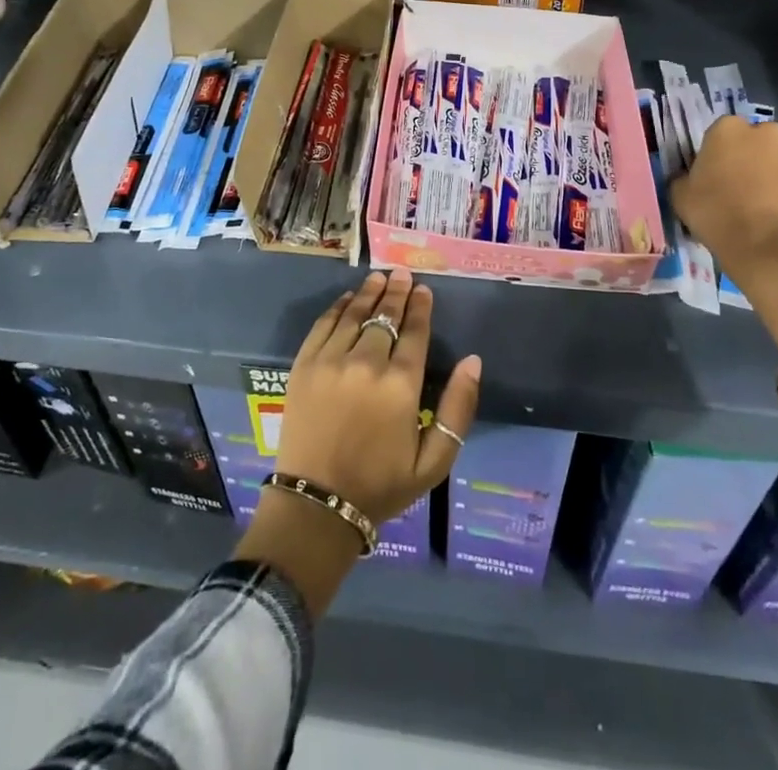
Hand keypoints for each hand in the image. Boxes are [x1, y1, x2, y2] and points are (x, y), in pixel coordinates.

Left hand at [276, 267, 481, 524]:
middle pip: (385, 316)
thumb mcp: (433, 461)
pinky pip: (324, 324)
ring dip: (369, 292)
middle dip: (396, 292)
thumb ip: (458, 409)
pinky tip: (347, 299)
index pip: (415, 333)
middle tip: (402, 274)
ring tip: (379, 277)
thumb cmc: (381, 485)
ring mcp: (331, 360)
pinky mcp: (304, 365)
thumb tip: (473, 361)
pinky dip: (338, 307)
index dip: (421, 308)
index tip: (424, 290)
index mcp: (400, 386)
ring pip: (355, 314)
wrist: (317, 504)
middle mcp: (366, 363)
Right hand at [670, 116, 777, 277]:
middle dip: (752, 158)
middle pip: (757, 141)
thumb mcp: (680, 195)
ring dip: (776, 173)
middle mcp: (767, 132)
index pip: (721, 132)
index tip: (715, 175)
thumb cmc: (716, 214)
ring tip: (768, 204)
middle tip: (742, 188)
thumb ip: (684, 178)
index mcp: (728, 129)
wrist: (768, 246)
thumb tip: (689, 178)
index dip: (719, 154)